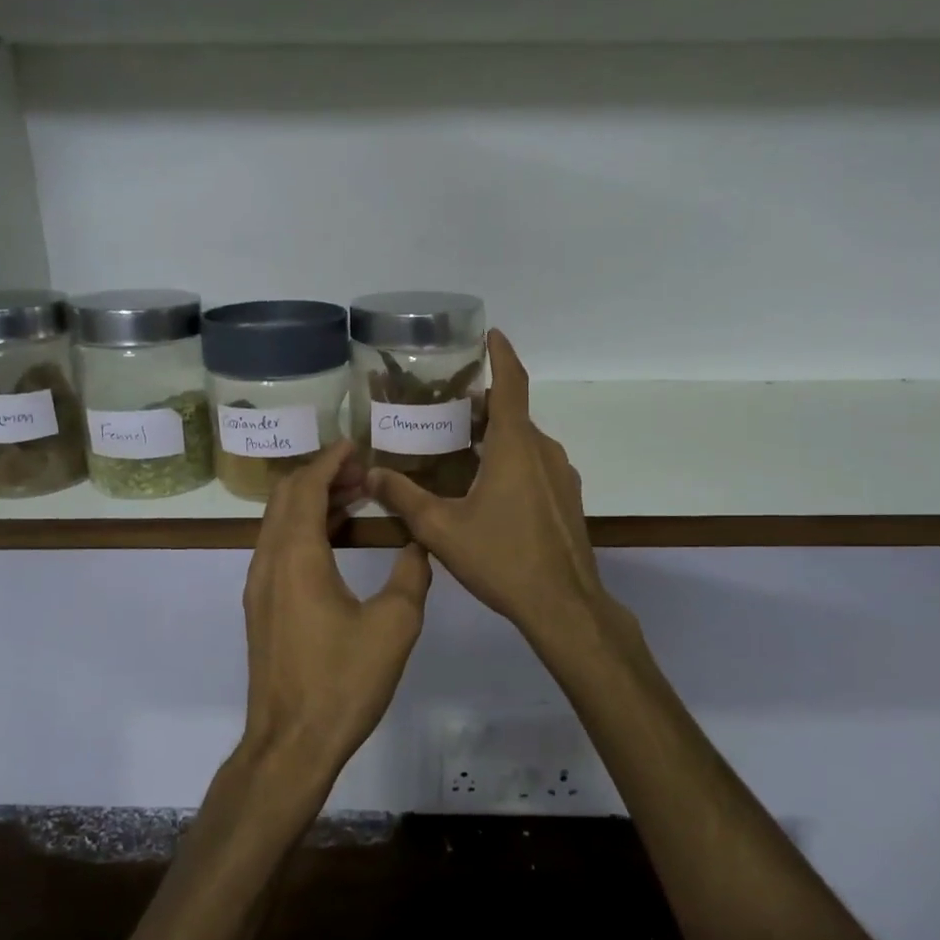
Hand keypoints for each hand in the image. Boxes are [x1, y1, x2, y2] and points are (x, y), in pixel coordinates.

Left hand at [238, 441, 432, 800]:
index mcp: (296, 557)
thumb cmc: (342, 682)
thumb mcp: (394, 625)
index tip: (356, 446)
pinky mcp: (262, 608)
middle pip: (285, 498)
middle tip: (361, 472)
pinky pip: (279, 548)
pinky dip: (304, 529)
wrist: (291, 743)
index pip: (305, 487)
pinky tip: (336, 541)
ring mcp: (259, 586)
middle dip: (320, 476)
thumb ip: (412, 574)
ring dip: (312, 503)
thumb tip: (420, 542)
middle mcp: (268, 562)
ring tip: (355, 498)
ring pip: (279, 523)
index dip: (329, 461)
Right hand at [365, 331, 606, 640]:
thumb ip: (405, 498)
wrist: (563, 604)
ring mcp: (561, 476)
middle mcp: (544, 451)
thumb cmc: (502, 558)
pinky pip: (536, 465)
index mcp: (516, 446)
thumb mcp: (442, 529)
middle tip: (446, 406)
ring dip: (497, 436)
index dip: (502, 355)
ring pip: (525, 442)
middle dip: (484, 404)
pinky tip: (487, 487)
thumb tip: (373, 474)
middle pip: (513, 414)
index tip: (491, 334)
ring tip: (460, 446)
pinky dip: (512, 460)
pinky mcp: (567, 500)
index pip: (512, 384)